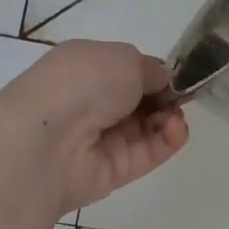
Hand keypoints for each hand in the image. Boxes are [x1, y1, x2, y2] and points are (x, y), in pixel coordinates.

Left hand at [0, 40, 189, 217]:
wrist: (47, 140)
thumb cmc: (82, 83)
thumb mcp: (124, 58)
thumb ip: (151, 69)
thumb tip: (163, 80)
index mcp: (84, 67)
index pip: (126, 70)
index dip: (154, 73)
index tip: (176, 76)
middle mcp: (90, 102)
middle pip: (139, 100)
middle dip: (165, 95)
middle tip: (181, 95)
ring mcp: (101, 138)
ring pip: (148, 126)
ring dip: (169, 117)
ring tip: (174, 114)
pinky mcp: (113, 170)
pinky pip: (149, 152)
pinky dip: (169, 139)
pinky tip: (175, 128)